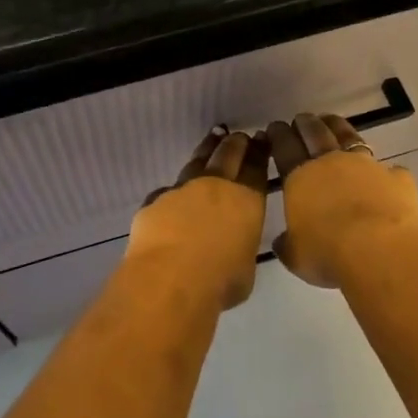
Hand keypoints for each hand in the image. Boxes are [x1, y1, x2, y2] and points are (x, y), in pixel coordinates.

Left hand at [127, 128, 271, 307]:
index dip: (260, 152)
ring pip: (197, 162)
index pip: (256, 169)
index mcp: (246, 202)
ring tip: (213, 139)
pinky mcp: (155, 201)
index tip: (261, 139)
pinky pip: (168, 191)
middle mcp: (215, 187)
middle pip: (228, 155)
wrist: (170, 279)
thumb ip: (240, 248)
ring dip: (207, 149)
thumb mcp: (245, 268)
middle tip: (240, 136)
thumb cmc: (220, 281)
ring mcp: (182, 190)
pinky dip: (175, 190)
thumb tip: (232, 246)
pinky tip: (174, 192)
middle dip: (236, 143)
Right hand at [267, 112, 417, 287]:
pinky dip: (384, 171)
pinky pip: (389, 170)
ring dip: (338, 127)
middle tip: (301, 118)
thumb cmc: (328, 253)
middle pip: (315, 133)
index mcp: (300, 177)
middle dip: (306, 123)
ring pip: (350, 137)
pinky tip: (386, 175)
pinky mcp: (397, 178)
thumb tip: (282, 241)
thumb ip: (287, 244)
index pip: (284, 146)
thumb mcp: (296, 256)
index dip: (278, 135)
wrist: (380, 250)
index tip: (274, 127)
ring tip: (332, 122)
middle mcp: (331, 162)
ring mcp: (367, 166)